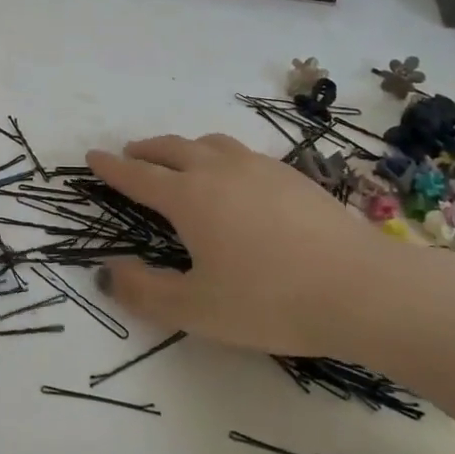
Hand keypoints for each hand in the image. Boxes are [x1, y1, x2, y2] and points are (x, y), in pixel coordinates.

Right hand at [87, 134, 424, 357]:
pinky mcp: (293, 176)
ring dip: (184, 147)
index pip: (138, 176)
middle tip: (131, 154)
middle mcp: (220, 171)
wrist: (362, 288)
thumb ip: (144, 292)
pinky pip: (242, 153)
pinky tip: (234, 176)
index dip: (111, 168)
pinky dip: (221, 155)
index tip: (92, 157)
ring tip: (179, 158)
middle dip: (146, 150)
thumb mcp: (196, 309)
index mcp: (189, 198)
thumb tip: (106, 272)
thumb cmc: (270, 301)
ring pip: (210, 143)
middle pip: (172, 148)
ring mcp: (260, 168)